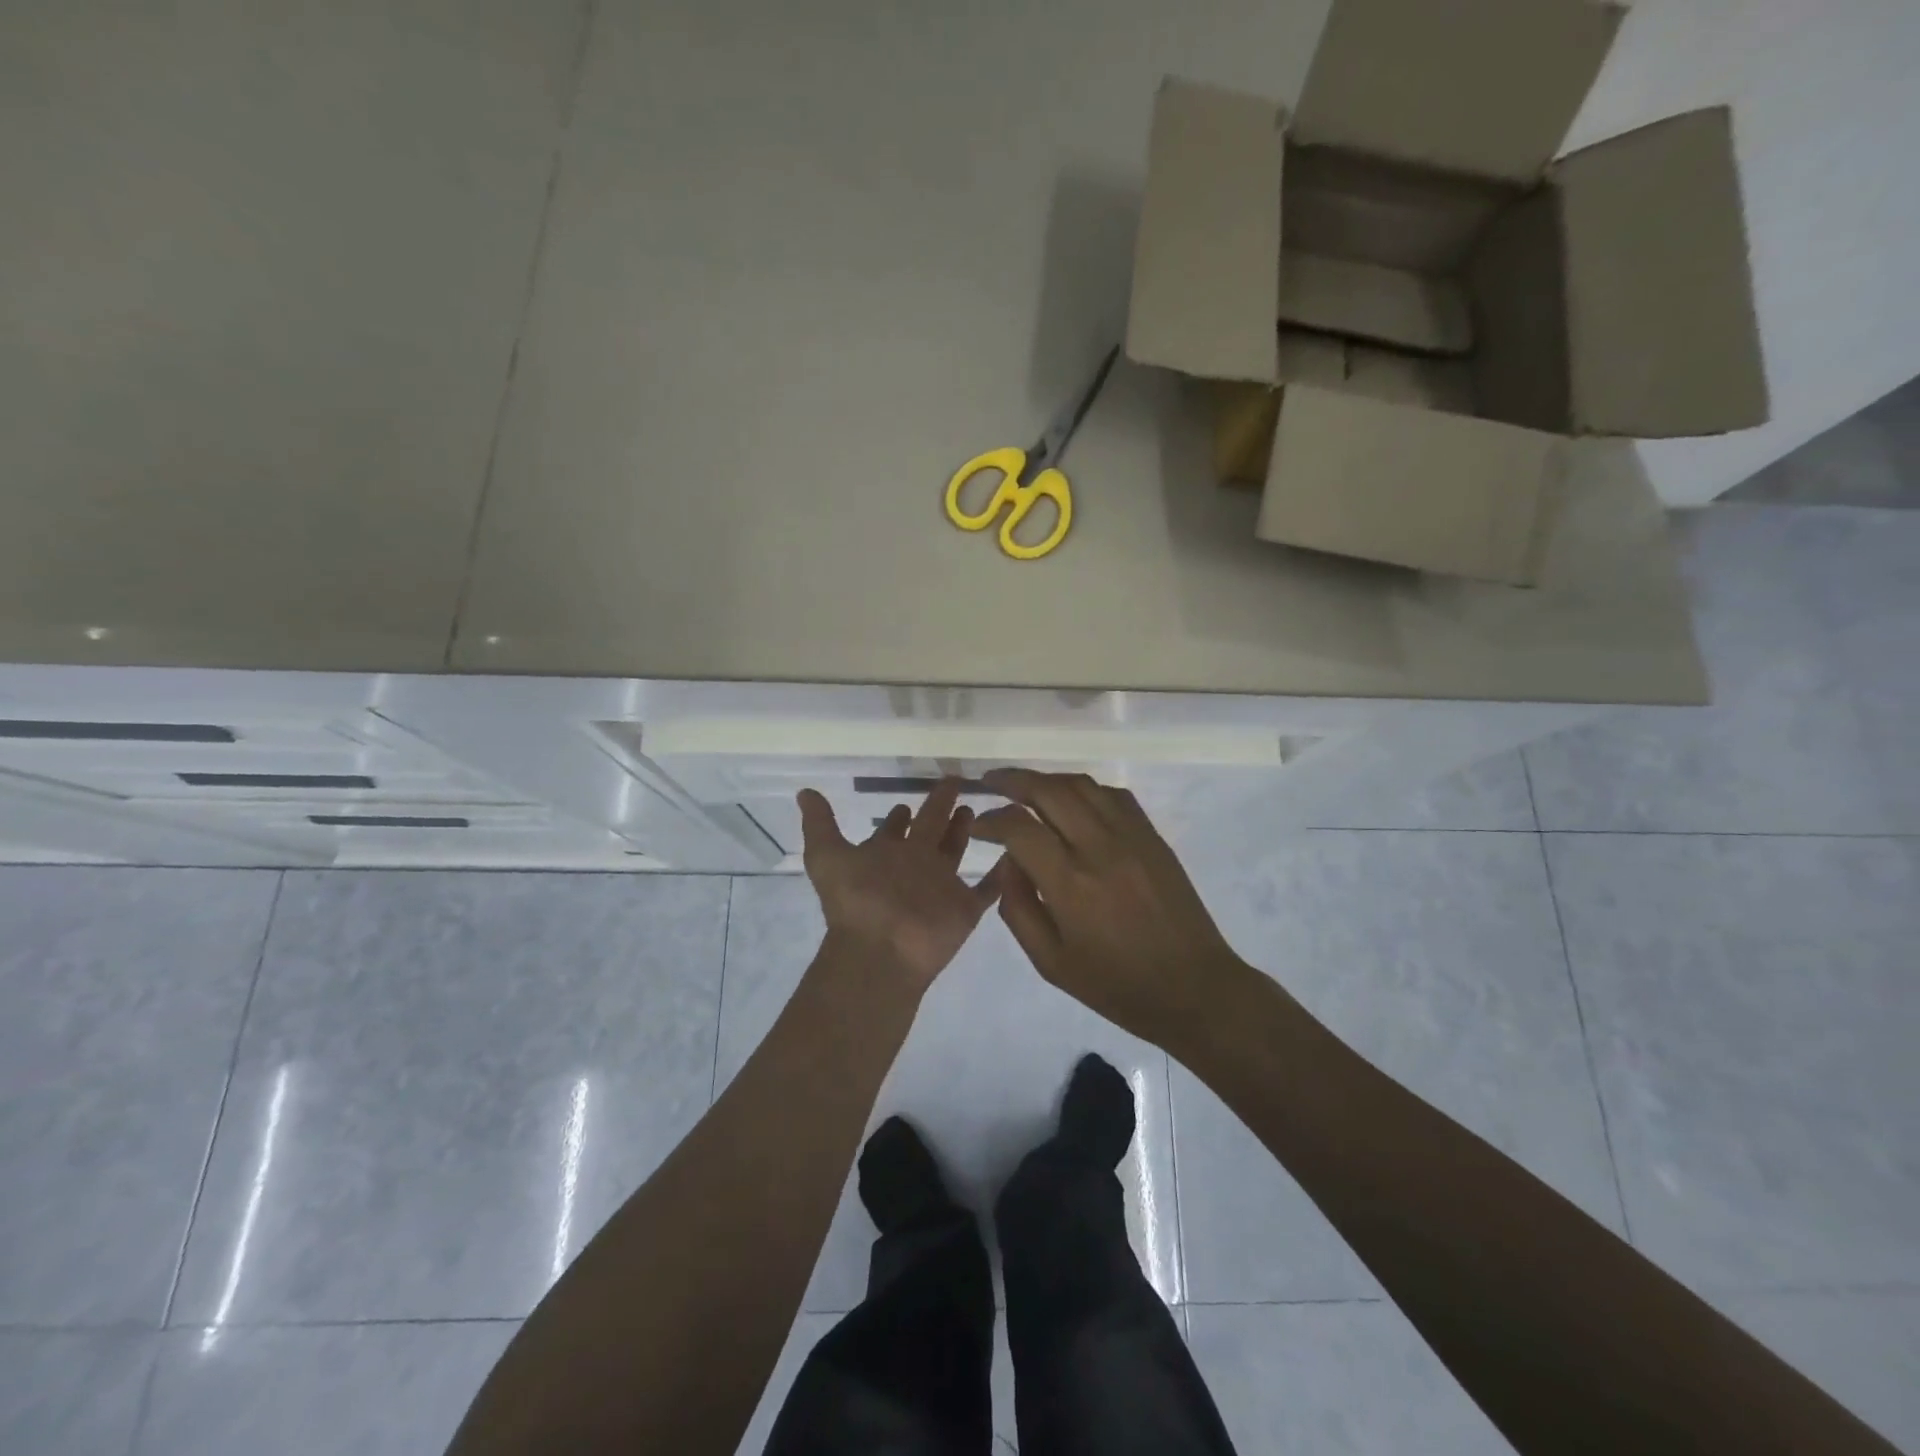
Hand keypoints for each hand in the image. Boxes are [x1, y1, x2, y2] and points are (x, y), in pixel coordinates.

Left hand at [798, 779, 1002, 991]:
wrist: (881, 950)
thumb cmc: (856, 901)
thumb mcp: (827, 856)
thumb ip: (820, 823)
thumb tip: (804, 792)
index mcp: (886, 854)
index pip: (895, 829)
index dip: (899, 815)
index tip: (906, 800)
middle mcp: (914, 866)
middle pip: (931, 831)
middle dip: (940, 809)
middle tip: (954, 784)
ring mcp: (941, 887)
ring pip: (956, 852)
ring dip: (965, 832)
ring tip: (977, 809)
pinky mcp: (965, 908)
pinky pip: (989, 887)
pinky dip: (1002, 873)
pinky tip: (1015, 852)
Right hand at [971, 769, 1243, 1047]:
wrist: (1192, 987)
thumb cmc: (1116, 984)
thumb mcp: (1050, 962)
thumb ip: (1018, 908)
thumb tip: (1008, 861)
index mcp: (1070, 884)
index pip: (1019, 827)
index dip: (990, 820)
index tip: (977, 825)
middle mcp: (1099, 848)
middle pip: (1049, 790)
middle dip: (1013, 781)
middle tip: (991, 782)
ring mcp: (1131, 836)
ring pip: (1082, 784)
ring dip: (1048, 779)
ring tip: (1027, 786)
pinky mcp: (1152, 836)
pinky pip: (1114, 795)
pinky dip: (1085, 790)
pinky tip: (1073, 802)